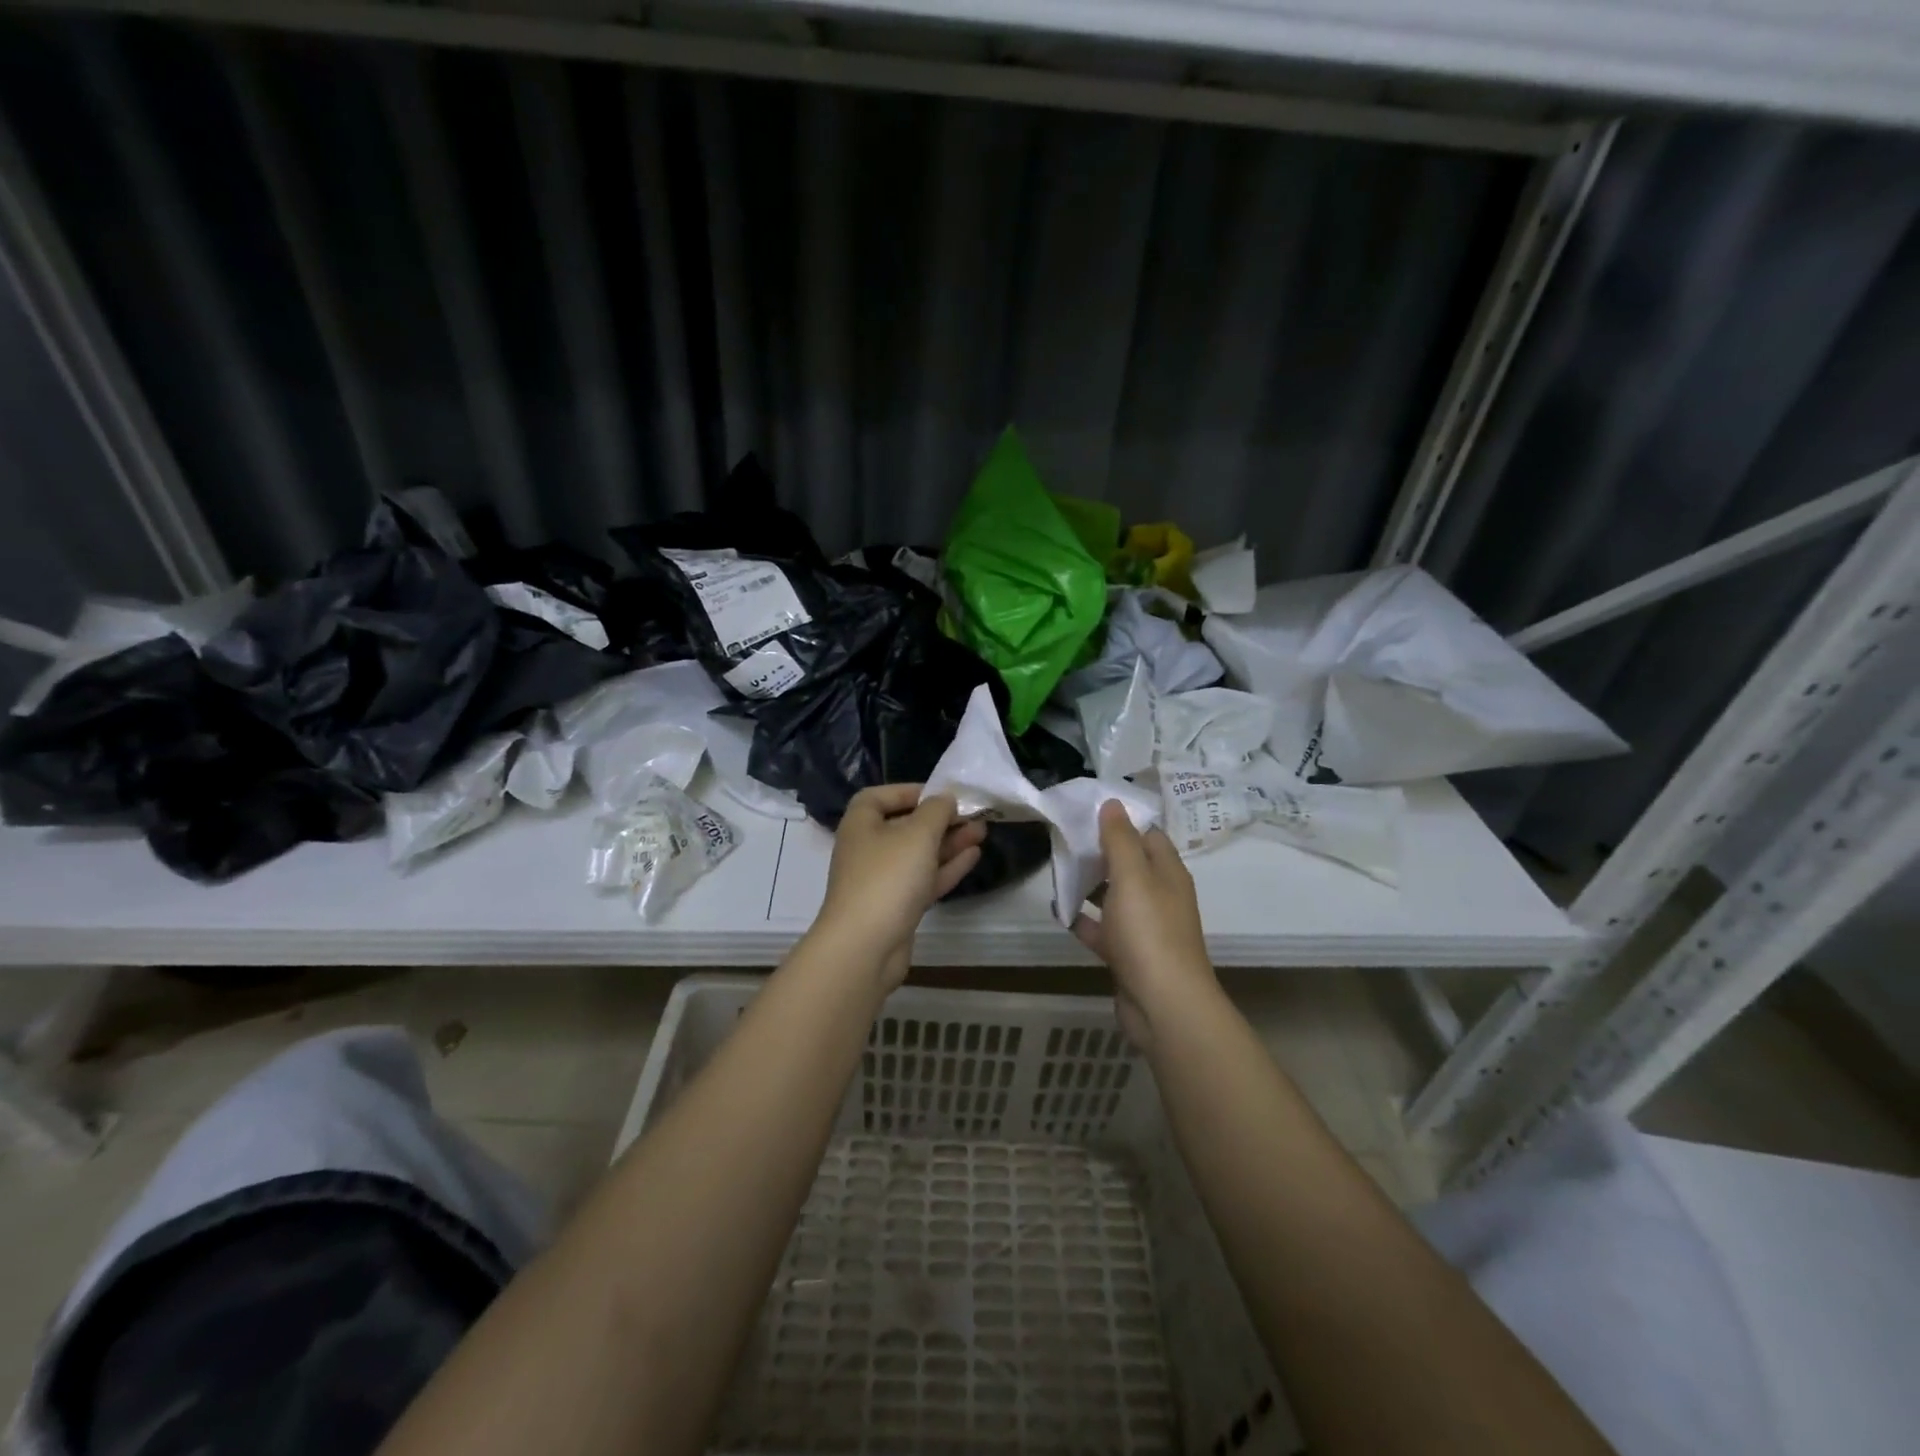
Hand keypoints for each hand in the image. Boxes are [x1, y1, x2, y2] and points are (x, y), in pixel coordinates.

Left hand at [815, 785, 985, 986]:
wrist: (865, 947)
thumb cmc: (888, 877)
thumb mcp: (918, 834)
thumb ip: (936, 811)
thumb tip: (944, 799)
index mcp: (861, 824)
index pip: (879, 797)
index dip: (909, 791)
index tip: (940, 794)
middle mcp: (868, 849)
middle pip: (905, 826)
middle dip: (940, 819)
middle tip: (973, 814)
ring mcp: (882, 880)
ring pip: (918, 854)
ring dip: (949, 842)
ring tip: (983, 831)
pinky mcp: (897, 906)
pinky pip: (923, 879)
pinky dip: (946, 867)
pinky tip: (973, 856)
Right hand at [1072, 800, 1216, 1049]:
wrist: (1163, 1005)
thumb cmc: (1149, 932)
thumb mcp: (1132, 876)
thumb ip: (1120, 839)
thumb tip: (1113, 803)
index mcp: (1167, 873)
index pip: (1148, 835)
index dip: (1122, 821)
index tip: (1088, 811)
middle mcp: (1160, 896)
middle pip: (1129, 865)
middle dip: (1100, 852)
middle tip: (1065, 839)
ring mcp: (1145, 928)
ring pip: (1114, 897)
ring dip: (1090, 885)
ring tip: (1057, 870)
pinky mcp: (1129, 956)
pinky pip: (1104, 930)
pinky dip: (1085, 920)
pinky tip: (1061, 912)